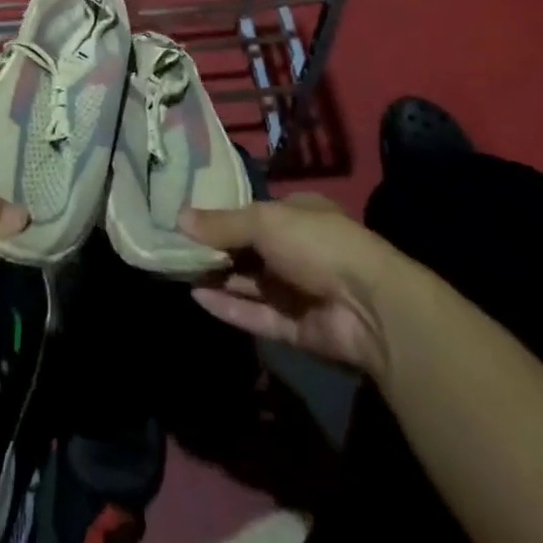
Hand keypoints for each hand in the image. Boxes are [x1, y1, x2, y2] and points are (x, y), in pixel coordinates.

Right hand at [181, 195, 397, 377]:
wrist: (369, 307)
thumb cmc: (316, 243)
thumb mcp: (264, 221)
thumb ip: (222, 223)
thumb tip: (179, 217)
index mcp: (298, 215)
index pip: (253, 214)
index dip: (222, 216)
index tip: (187, 220)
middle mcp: (297, 250)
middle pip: (248, 250)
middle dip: (215, 250)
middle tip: (174, 248)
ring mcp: (297, 291)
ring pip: (250, 283)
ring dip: (218, 278)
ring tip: (177, 271)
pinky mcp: (295, 328)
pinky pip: (256, 314)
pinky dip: (229, 307)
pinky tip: (197, 298)